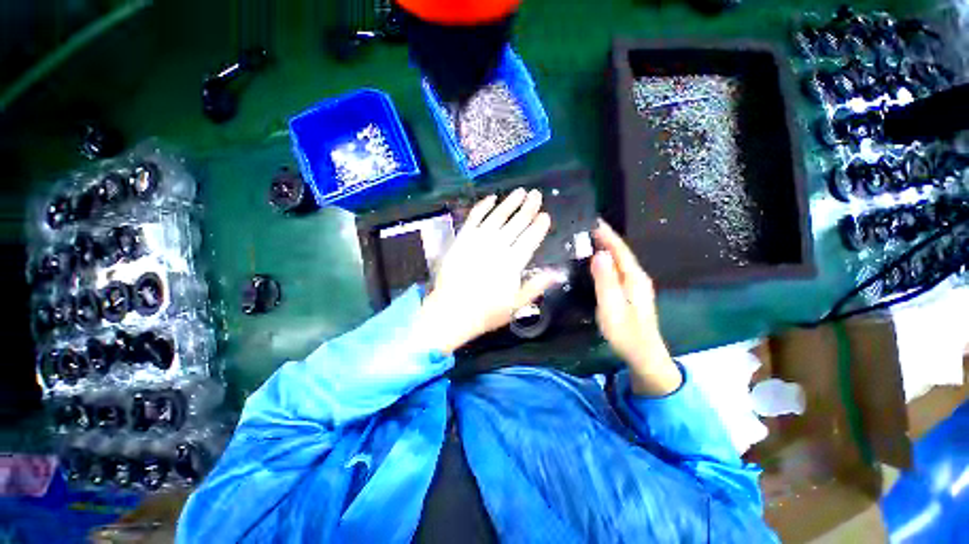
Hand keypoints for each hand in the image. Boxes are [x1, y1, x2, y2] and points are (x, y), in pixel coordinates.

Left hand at [415, 188, 560, 354]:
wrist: (451, 312)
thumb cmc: (486, 312)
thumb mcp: (516, 305)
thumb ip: (536, 286)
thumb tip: (557, 273)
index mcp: (513, 263)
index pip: (530, 239)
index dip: (539, 226)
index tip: (546, 215)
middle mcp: (498, 246)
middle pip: (517, 223)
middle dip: (529, 208)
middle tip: (537, 195)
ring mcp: (478, 240)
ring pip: (498, 216)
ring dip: (510, 203)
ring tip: (520, 191)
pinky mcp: (462, 238)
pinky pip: (474, 217)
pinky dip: (483, 206)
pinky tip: (491, 198)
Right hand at [591, 220, 681, 395]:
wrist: (643, 353)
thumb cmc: (625, 332)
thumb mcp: (612, 307)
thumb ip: (606, 280)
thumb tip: (599, 254)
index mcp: (634, 278)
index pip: (620, 250)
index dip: (607, 235)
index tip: (593, 220)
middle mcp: (637, 277)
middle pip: (621, 252)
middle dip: (606, 238)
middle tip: (586, 227)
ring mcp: (635, 285)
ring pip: (619, 260)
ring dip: (606, 248)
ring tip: (588, 239)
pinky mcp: (629, 292)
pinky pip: (617, 269)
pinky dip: (606, 260)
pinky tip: (596, 261)